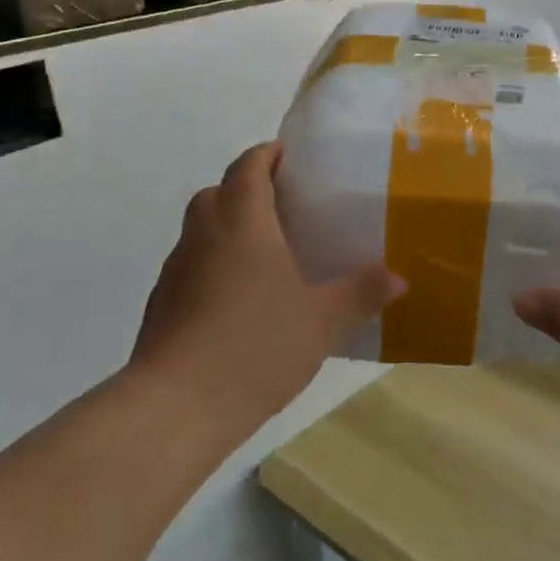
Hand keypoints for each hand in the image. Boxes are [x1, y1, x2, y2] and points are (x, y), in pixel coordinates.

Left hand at [126, 143, 400, 445]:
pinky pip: (192, 267)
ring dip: (228, 229)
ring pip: (201, 231)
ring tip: (268, 256)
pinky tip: (240, 302)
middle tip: (286, 208)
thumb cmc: (257, 344)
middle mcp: (203, 234)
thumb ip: (360, 292)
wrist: (177, 406)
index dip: (268, 155)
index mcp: (242, 221)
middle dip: (247, 189)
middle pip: (218, 192)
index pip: (248, 167)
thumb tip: (398, 278)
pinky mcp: (161, 305)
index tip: (291, 158)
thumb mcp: (322, 319)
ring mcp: (176, 270)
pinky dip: (214, 266)